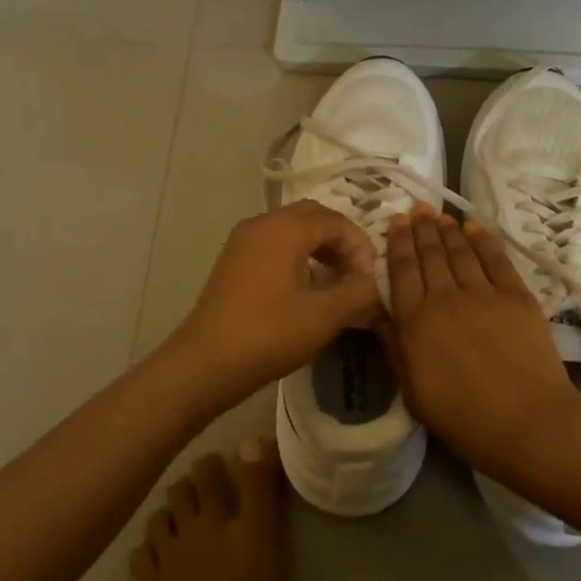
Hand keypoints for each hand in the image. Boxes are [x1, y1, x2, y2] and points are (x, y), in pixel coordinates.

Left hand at [163, 200, 381, 407]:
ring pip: (292, 229)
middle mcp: (262, 223)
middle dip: (341, 241)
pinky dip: (297, 255)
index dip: (361, 246)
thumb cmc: (269, 334)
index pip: (336, 221)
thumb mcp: (325, 315)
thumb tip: (375, 281)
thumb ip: (359, 291)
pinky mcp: (233, 260)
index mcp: (285, 227)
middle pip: (313, 217)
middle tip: (357, 274)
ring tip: (336, 282)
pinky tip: (305, 288)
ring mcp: (243, 240)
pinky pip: (274, 244)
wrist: (205, 363)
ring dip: (320, 248)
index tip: (370, 280)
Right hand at [381, 203, 580, 476]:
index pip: (402, 270)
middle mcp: (445, 297)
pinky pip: (496, 258)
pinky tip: (474, 227)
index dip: (397, 242)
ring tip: (439, 215)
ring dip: (448, 229)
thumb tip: (380, 316)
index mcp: (416, 322)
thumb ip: (395, 350)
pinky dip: (483, 239)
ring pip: (460, 251)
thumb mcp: (414, 393)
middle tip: (416, 209)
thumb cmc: (464, 418)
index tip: (395, 221)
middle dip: (420, 228)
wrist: (528, 424)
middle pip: (429, 254)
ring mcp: (483, 293)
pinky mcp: (516, 295)